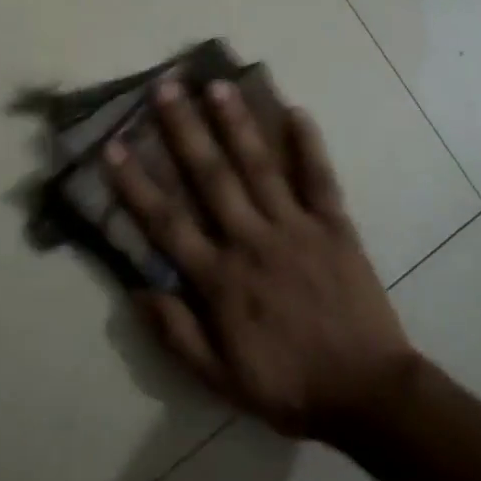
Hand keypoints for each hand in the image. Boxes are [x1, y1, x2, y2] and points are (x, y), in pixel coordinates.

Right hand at [105, 80, 416, 438]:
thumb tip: (136, 289)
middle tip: (166, 88)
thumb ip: (177, 334)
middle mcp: (252, 242)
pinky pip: (320, 179)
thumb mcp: (220, 379)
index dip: (136, 184)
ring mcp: (296, 229)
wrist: (367, 396)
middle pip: (211, 177)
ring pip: (260, 167)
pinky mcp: (335, 227)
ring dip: (237, 124)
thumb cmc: (289, 387)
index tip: (113, 146)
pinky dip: (309, 146)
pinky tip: (298, 111)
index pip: (167, 222)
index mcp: (220, 279)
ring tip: (218, 85)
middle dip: (185, 130)